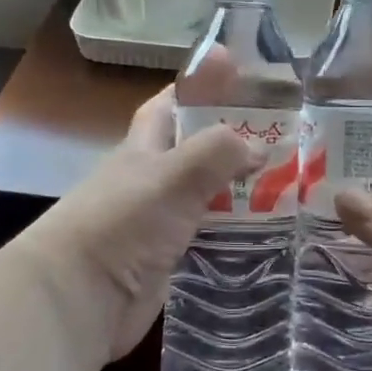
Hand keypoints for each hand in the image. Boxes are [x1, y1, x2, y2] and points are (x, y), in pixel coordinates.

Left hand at [18, 87, 261, 366]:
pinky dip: (237, 233)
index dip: (200, 85)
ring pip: (209, 195)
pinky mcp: (170, 259)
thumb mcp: (173, 175)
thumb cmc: (123, 222)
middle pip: (197, 150)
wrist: (80, 298)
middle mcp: (152, 178)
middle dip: (234, 140)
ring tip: (292, 182)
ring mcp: (160, 221)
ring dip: (242, 189)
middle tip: (285, 135)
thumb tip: (258, 147)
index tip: (238, 72)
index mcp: (144, 146)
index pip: (172, 102)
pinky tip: (270, 232)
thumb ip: (217, 152)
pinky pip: (211, 237)